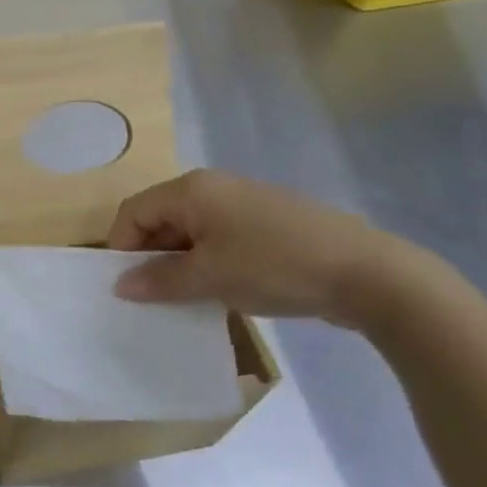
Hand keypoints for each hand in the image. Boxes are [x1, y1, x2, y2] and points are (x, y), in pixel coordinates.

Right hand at [106, 169, 410, 327]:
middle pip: (160, 218)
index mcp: (191, 190)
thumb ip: (159, 279)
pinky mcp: (266, 223)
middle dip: (150, 256)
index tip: (126, 287)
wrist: (365, 272)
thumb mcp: (209, 276)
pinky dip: (208, 263)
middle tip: (152, 297)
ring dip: (180, 263)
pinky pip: (219, 239)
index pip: (133, 212)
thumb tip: (120, 285)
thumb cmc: (273, 266)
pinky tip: (218, 291)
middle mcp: (212, 187)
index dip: (120, 248)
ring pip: (190, 231)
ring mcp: (242, 204)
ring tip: (184, 299)